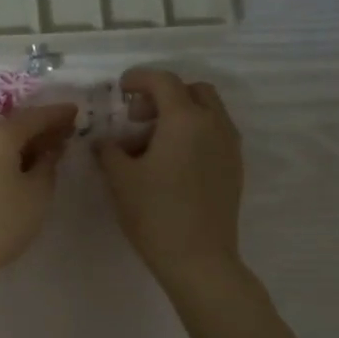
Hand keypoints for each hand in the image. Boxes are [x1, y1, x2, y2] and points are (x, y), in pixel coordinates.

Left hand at [0, 103, 77, 293]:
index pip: (34, 116)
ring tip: (38, 155)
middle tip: (61, 135)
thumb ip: (47, 164)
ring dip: (16, 144)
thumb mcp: (36, 195)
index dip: (57, 114)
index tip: (75, 112)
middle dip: (37, 129)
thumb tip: (49, 147)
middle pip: (11, 126)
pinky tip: (10, 170)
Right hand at [95, 69, 245, 296]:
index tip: (120, 89)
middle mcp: (213, 124)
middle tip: (137, 117)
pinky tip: (171, 162)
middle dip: (164, 95)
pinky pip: (214, 134)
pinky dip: (193, 133)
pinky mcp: (234, 168)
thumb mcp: (120, 178)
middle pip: (193, 90)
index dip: (139, 78)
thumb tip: (104, 141)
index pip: (163, 81)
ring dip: (180, 114)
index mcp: (185, 119)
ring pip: (207, 112)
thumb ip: (108, 150)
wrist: (198, 258)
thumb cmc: (154, 213)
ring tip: (151, 143)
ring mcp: (229, 146)